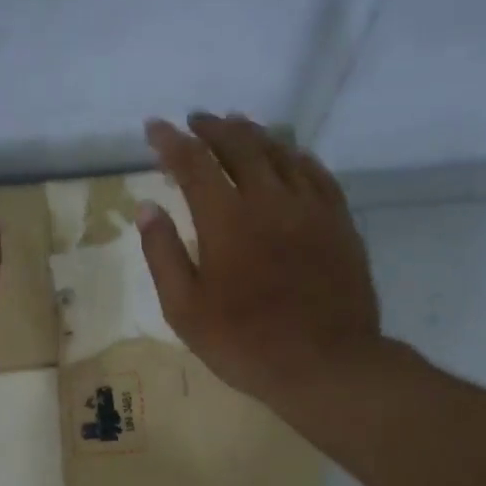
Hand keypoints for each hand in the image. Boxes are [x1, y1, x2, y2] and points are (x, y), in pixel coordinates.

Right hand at [137, 114, 380, 407]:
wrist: (327, 364)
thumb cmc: (245, 343)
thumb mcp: (185, 309)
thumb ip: (163, 254)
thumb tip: (146, 207)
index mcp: (225, 220)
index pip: (192, 163)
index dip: (170, 141)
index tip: (154, 127)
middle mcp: (268, 200)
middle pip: (239, 146)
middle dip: (213, 128)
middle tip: (196, 120)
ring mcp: (309, 208)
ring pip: (280, 153)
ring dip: (253, 134)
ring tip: (237, 124)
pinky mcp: (339, 222)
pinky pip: (317, 174)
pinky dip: (296, 156)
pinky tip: (290, 155)